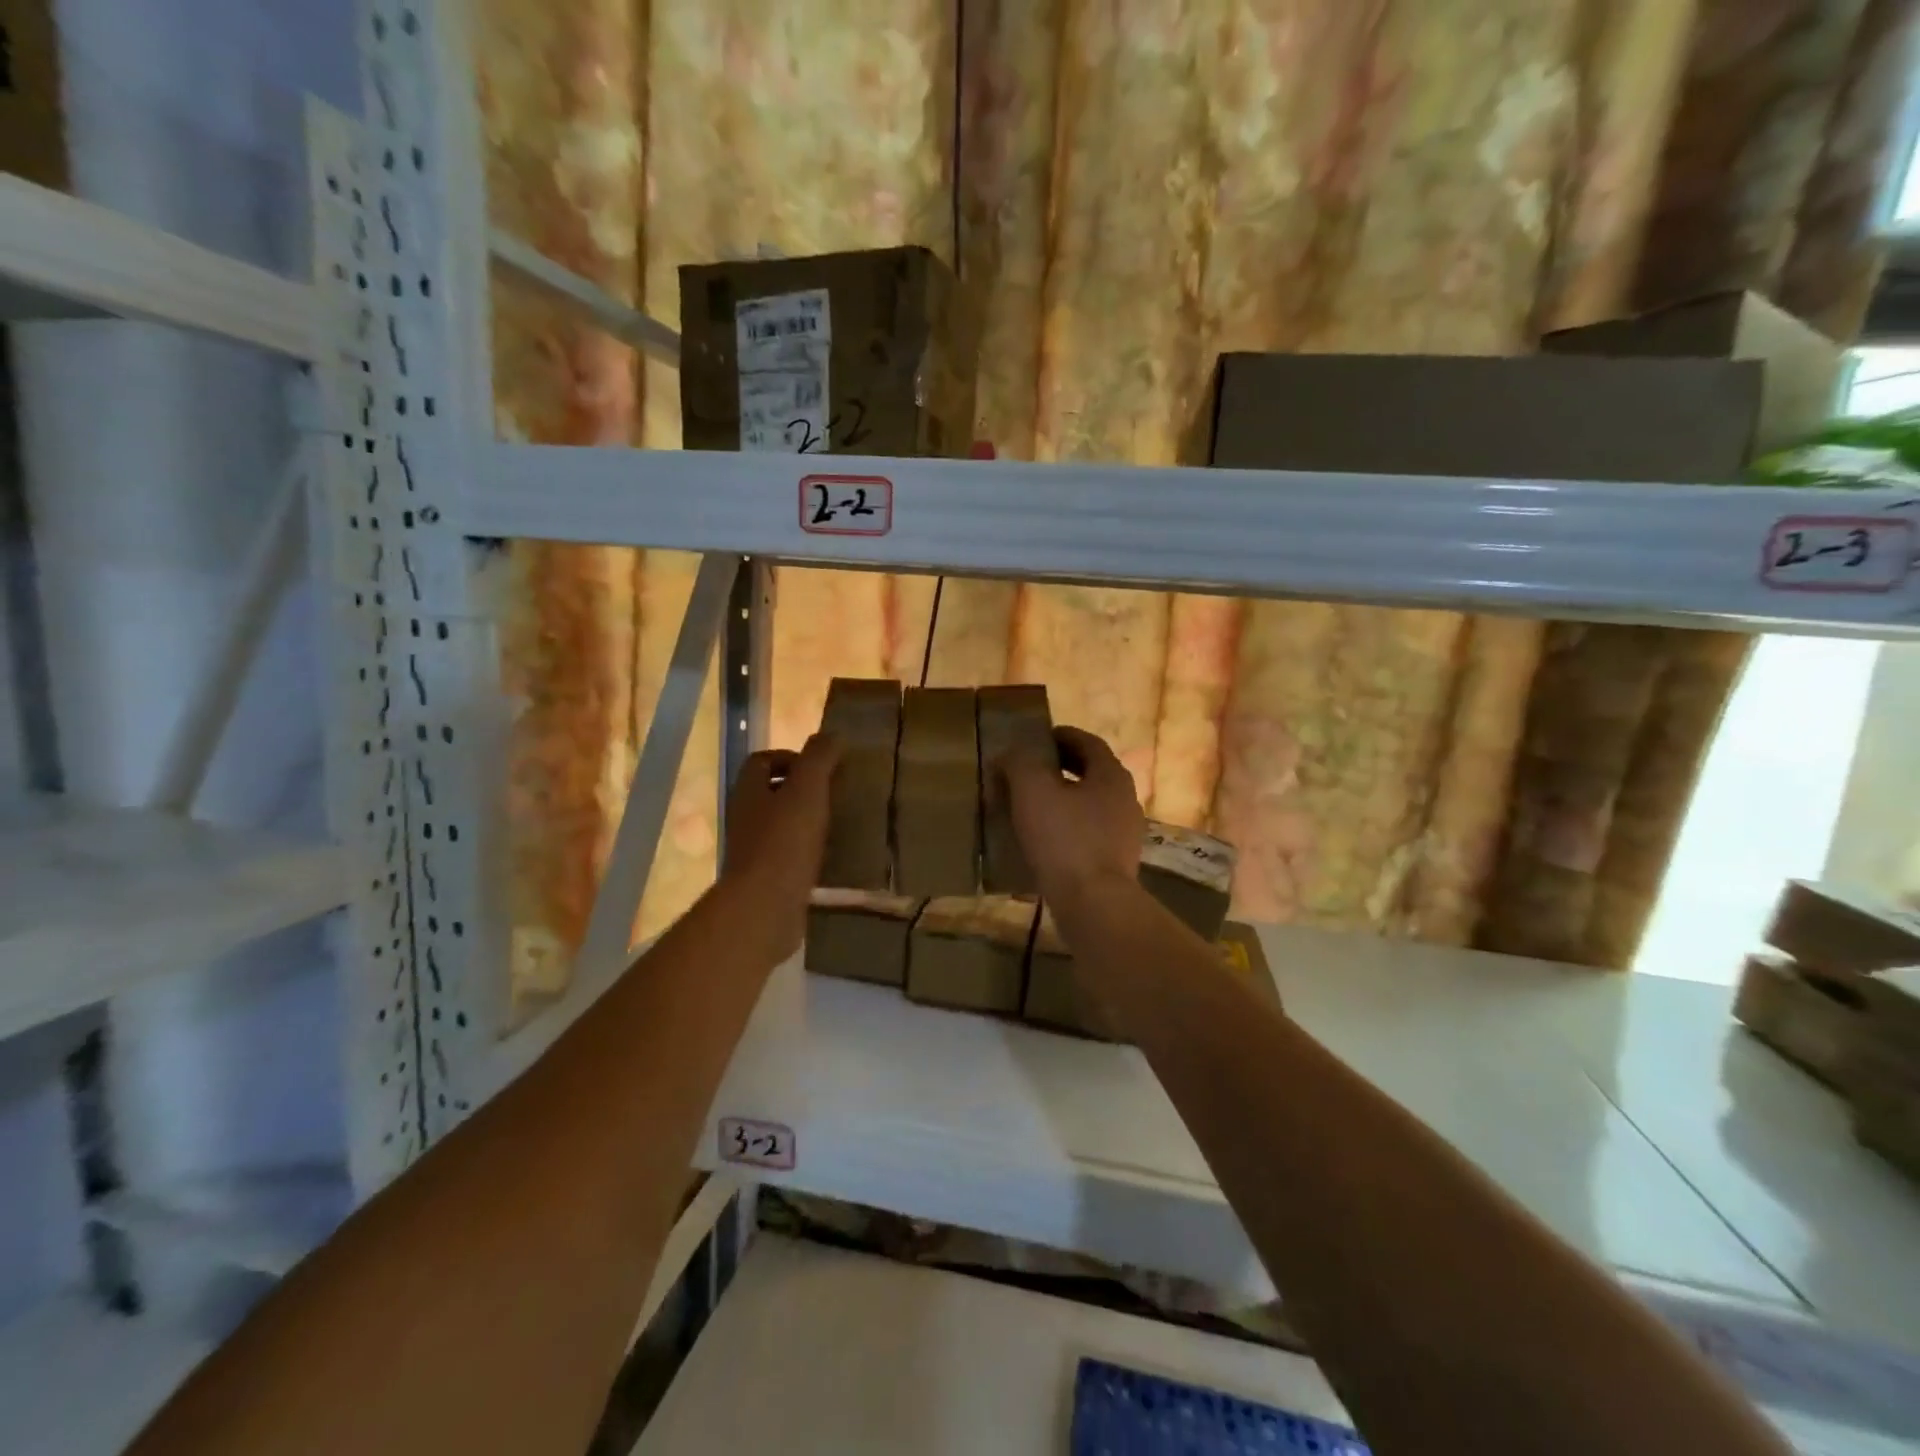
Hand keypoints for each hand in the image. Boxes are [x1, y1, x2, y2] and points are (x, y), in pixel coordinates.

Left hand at [719, 733, 840, 958]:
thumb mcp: (808, 789)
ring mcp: (751, 849)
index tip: (821, 768)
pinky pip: (786, 854)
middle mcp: (744, 816)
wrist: (764, 906)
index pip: (762, 761)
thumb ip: (819, 758)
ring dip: (805, 820)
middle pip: (770, 792)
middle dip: (801, 789)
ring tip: (836, 824)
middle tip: (834, 794)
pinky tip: (828, 857)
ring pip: (779, 824)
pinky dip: (806, 850)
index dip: (791, 757)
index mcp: (748, 790)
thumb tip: (831, 735)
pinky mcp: (764, 877)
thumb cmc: (785, 841)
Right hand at [999, 725, 1144, 903]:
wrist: (1093, 903)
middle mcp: (1125, 799)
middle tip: (1030, 771)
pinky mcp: (1116, 862)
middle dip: (1062, 768)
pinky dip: (1068, 828)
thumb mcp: (1033, 790)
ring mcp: (1125, 833)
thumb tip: (1011, 753)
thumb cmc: (1064, 839)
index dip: (1062, 736)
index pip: (1088, 742)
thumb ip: (1020, 763)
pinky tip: (1044, 841)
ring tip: (1032, 808)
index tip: (1038, 739)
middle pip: (1092, 773)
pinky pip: (1089, 834)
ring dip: (1064, 800)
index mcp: (1111, 775)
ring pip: (1090, 805)